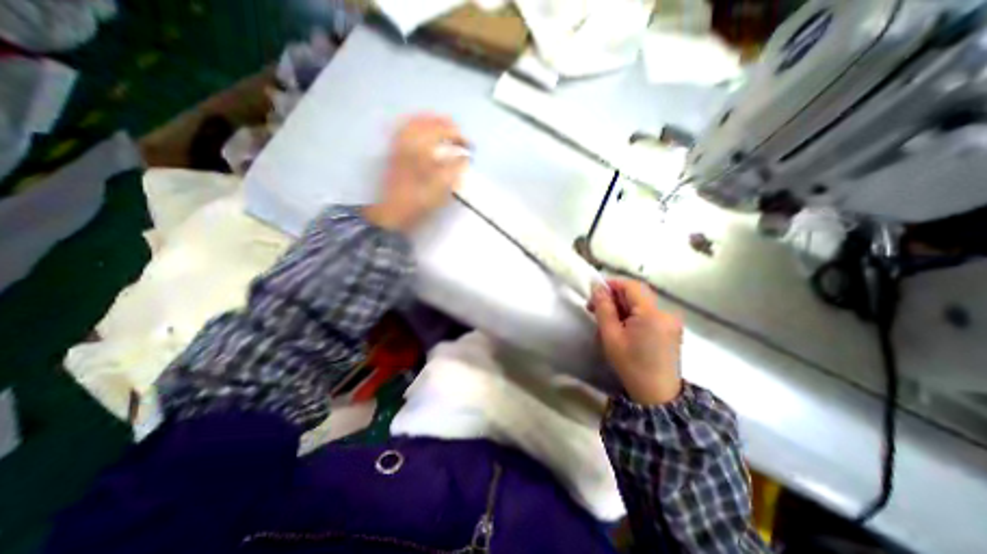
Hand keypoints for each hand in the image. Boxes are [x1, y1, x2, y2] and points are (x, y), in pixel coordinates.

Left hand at [362, 112, 469, 230]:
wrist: (395, 211)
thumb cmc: (421, 200)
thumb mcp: (443, 186)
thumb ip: (456, 168)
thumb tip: (465, 157)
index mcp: (422, 148)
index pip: (443, 131)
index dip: (459, 136)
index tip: (469, 145)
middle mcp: (409, 141)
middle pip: (428, 121)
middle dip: (446, 124)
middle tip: (458, 132)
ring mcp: (399, 145)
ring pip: (415, 122)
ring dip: (431, 121)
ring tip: (443, 127)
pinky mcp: (394, 151)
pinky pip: (404, 129)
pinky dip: (416, 125)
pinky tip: (422, 132)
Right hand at [589, 278, 683, 403]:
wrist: (657, 396)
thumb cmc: (630, 365)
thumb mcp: (610, 336)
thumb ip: (603, 308)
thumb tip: (597, 287)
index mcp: (652, 313)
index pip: (631, 285)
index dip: (612, 284)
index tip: (594, 294)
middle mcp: (666, 312)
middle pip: (638, 293)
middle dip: (615, 297)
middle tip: (596, 308)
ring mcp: (671, 321)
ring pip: (642, 303)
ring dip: (623, 306)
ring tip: (608, 320)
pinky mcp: (671, 329)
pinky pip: (649, 313)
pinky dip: (634, 315)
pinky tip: (623, 327)